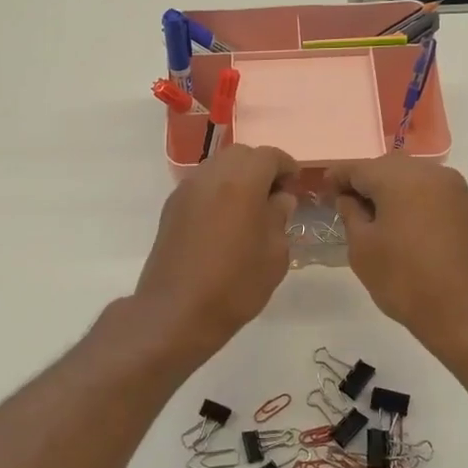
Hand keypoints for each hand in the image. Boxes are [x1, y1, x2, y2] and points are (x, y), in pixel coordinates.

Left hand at [132, 145, 298, 358]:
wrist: (176, 312)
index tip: (296, 186)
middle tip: (275, 197)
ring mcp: (186, 190)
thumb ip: (280, 217)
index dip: (287, 167)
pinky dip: (217, 192)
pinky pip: (201, 187)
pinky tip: (225, 222)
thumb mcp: (275, 254)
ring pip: (217, 168)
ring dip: (237, 179)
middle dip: (261, 168)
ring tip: (250, 210)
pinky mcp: (171, 208)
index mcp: (241, 181)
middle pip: (241, 155)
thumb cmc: (235, 284)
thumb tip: (279, 199)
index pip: (270, 156)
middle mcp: (210, 176)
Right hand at [329, 155, 467, 356]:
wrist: (467, 313)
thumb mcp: (363, 249)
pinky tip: (402, 223)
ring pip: (413, 178)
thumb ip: (351, 215)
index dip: (337, 176)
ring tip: (373, 216)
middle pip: (388, 167)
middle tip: (346, 203)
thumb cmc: (405, 279)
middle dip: (366, 181)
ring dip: (391, 190)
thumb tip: (349, 198)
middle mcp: (432, 173)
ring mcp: (455, 190)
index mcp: (401, 178)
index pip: (359, 167)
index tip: (322, 188)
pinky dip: (413, 201)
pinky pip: (431, 194)